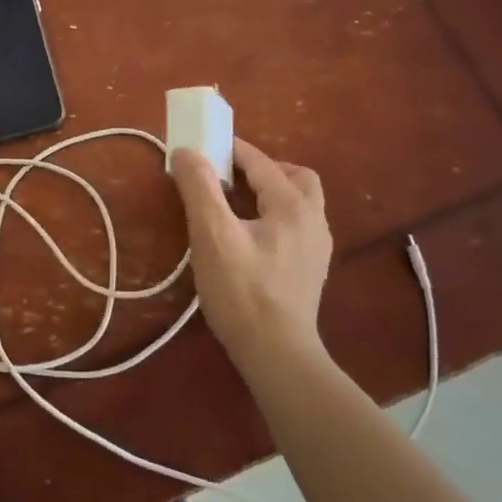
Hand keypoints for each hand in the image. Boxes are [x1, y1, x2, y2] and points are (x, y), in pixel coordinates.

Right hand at [171, 138, 333, 375]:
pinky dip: (272, 215)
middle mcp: (314, 219)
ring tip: (233, 204)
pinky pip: (294, 224)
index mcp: (293, 206)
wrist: (277, 354)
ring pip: (297, 201)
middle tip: (225, 178)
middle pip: (292, 176)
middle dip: (259, 168)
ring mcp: (316, 246)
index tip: (198, 147)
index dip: (228, 150)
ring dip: (268, 191)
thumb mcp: (212, 235)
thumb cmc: (242, 292)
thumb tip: (185, 151)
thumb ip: (198, 188)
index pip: (260, 162)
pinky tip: (247, 236)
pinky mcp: (310, 268)